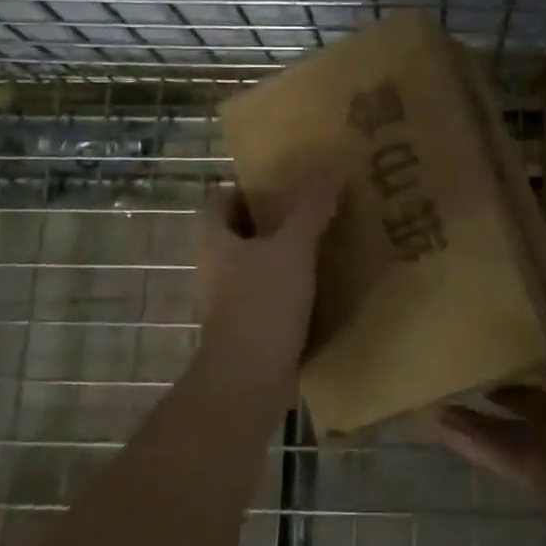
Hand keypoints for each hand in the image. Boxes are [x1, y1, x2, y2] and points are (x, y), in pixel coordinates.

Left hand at [193, 163, 341, 383]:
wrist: (247, 381)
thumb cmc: (261, 303)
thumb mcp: (292, 247)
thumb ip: (311, 207)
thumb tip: (332, 164)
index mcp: (213, 239)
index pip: (222, 198)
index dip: (250, 186)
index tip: (286, 183)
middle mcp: (213, 265)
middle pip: (241, 229)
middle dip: (274, 218)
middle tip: (314, 207)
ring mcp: (226, 299)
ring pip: (255, 262)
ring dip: (283, 252)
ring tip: (323, 240)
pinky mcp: (244, 325)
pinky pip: (266, 292)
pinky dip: (288, 284)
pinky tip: (320, 283)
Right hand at [433, 307, 545, 539]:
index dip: (519, 323)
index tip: (483, 300)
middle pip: (518, 378)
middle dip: (489, 363)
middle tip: (448, 340)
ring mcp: (544, 437)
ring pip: (498, 415)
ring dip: (469, 401)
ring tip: (432, 380)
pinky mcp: (528, 470)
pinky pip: (489, 450)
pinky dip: (464, 437)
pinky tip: (433, 420)